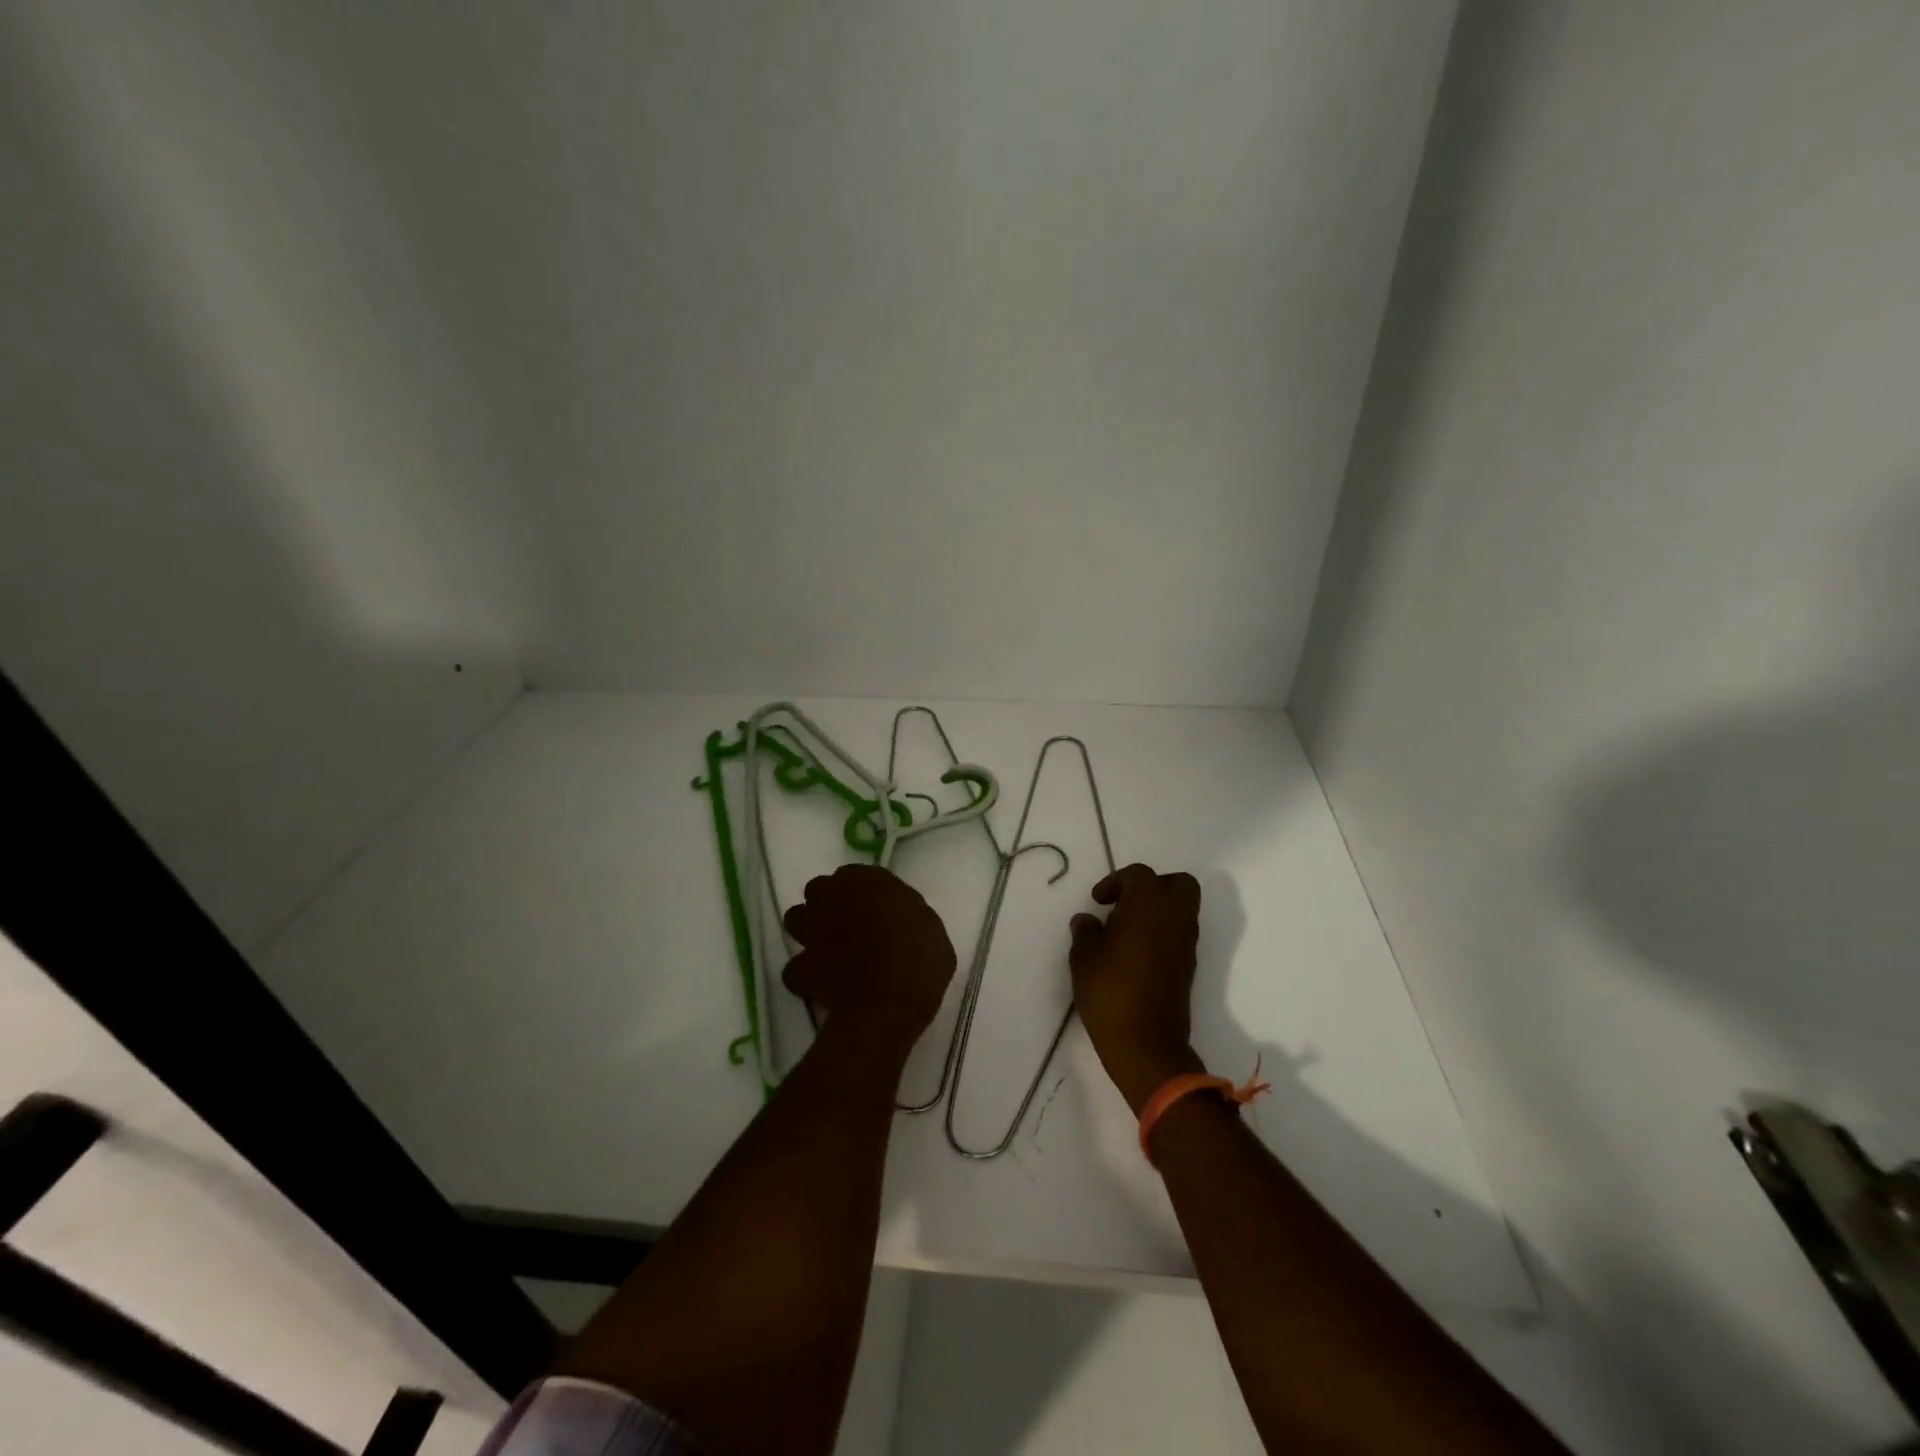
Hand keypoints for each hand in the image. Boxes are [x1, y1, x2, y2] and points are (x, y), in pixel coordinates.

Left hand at [783, 864, 956, 1053]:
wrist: (890, 998)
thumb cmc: (921, 954)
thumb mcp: (928, 925)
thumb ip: (905, 914)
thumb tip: (898, 920)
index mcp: (866, 880)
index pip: (852, 875)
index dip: (860, 893)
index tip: (874, 909)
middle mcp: (832, 897)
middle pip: (818, 891)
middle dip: (828, 905)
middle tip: (848, 926)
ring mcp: (812, 931)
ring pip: (795, 920)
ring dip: (808, 931)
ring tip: (828, 950)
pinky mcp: (801, 966)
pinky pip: (794, 969)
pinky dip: (804, 977)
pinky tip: (820, 986)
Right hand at [1069, 864, 1206, 1113]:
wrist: (1146, 1044)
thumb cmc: (1110, 991)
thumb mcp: (1083, 957)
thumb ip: (1085, 931)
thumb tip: (1088, 921)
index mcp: (1149, 903)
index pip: (1139, 875)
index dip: (1116, 881)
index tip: (1098, 901)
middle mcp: (1175, 916)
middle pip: (1178, 884)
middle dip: (1153, 886)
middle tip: (1124, 904)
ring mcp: (1187, 942)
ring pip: (1182, 909)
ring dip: (1158, 910)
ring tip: (1124, 931)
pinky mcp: (1189, 966)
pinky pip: (1180, 933)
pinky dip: (1162, 932)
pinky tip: (1135, 953)